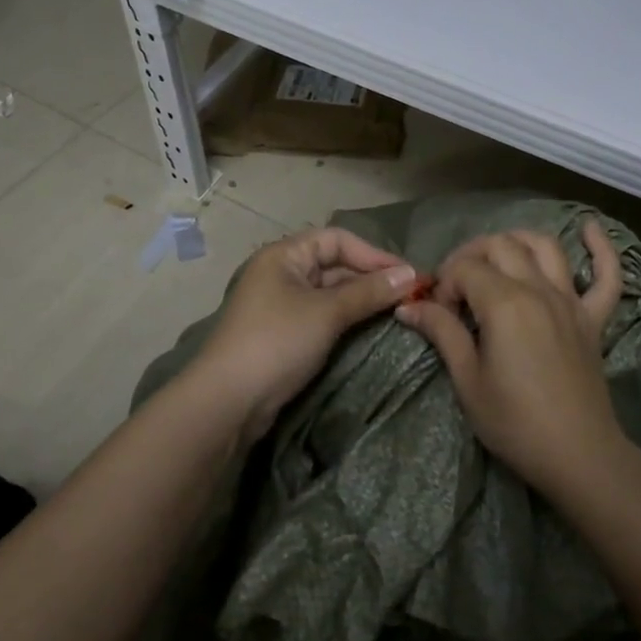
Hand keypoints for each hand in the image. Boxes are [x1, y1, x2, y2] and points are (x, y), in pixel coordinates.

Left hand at [189, 227, 414, 441]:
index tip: (407, 274)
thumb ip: (369, 291)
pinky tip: (370, 328)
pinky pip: (322, 315)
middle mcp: (280, 273)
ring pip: (330, 292)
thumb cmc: (277, 342)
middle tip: (408, 294)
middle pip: (334, 264)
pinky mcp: (283, 333)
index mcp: (283, 256)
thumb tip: (411, 274)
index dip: (373, 253)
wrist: (229, 401)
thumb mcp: (327, 312)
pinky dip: (346, 318)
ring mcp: (280, 305)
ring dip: (361, 299)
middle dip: (370, 277)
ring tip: (397, 311)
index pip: (337, 239)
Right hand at [396, 221, 626, 497]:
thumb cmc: (514, 422)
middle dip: (471, 256)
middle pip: (501, 246)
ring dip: (517, 241)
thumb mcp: (467, 380)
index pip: (466, 269)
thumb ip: (442, 333)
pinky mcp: (593, 318)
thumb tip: (407, 307)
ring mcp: (571, 301)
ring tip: (497, 257)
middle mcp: (539, 290)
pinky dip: (601, 249)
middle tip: (457, 288)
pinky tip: (589, 228)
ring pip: (545, 247)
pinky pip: (606, 276)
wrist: (577, 454)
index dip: (445, 284)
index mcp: (505, 303)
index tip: (438, 314)